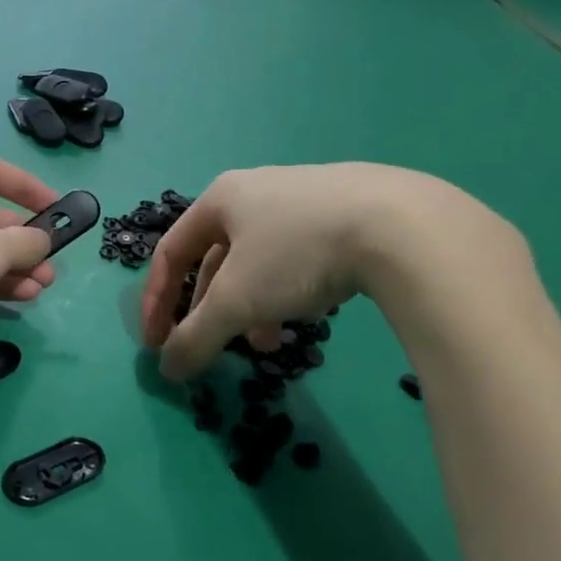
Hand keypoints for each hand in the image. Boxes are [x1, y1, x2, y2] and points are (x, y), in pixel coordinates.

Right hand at [140, 163, 527, 379]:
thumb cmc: (298, 254)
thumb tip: (168, 370)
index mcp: (221, 198)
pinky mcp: (348, 210)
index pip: (170, 253)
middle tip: (218, 346)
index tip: (158, 344)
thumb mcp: (237, 301)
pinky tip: (312, 314)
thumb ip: (195, 337)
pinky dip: (290, 291)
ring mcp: (305, 197)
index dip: (157, 302)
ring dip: (253, 307)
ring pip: (260, 262)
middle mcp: (257, 190)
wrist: (404, 226)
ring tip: (272, 343)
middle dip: (213, 310)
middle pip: (215, 260)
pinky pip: (299, 257)